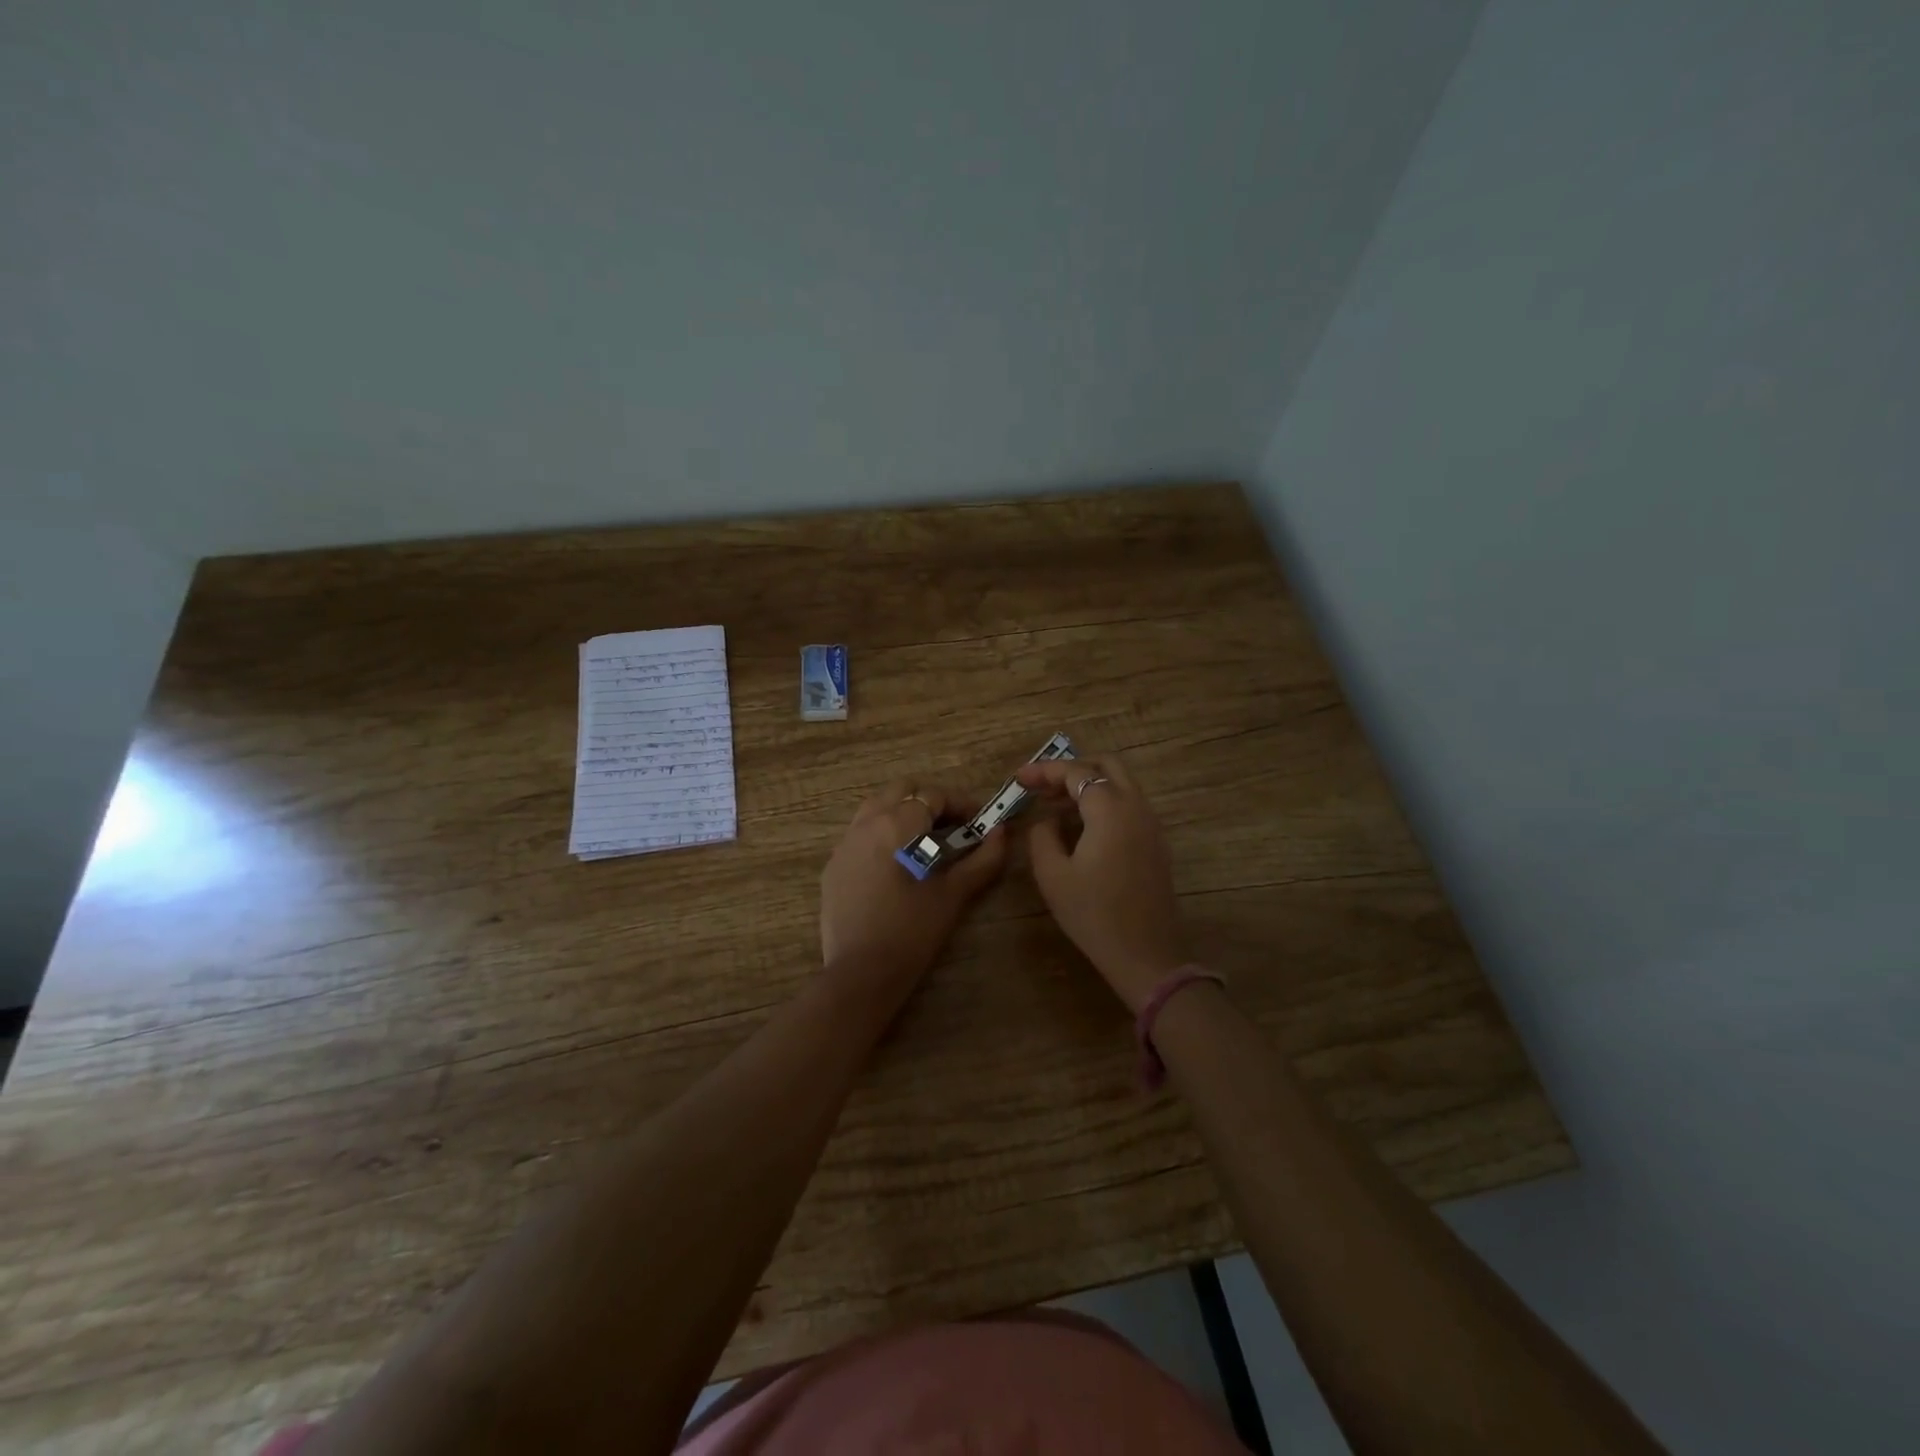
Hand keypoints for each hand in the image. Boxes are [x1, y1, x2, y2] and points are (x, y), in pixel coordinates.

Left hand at [820, 778, 1008, 996]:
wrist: (860, 974)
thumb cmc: (912, 932)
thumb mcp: (953, 894)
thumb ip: (981, 860)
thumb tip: (1001, 834)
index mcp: (896, 824)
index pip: (933, 796)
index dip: (961, 804)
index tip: (979, 822)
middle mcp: (866, 823)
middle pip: (901, 790)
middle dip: (930, 801)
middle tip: (953, 827)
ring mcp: (844, 843)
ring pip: (877, 807)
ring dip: (904, 813)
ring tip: (926, 841)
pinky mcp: (834, 865)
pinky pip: (860, 833)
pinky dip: (883, 833)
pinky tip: (897, 864)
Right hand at [1017, 754, 1188, 1011]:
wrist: (1145, 954)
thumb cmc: (1093, 914)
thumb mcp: (1053, 875)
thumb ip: (1042, 836)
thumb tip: (1046, 821)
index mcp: (1110, 809)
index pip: (1076, 772)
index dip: (1044, 771)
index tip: (1018, 779)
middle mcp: (1136, 807)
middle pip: (1106, 766)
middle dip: (1071, 769)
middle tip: (1042, 787)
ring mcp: (1151, 824)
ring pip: (1120, 785)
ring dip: (1089, 785)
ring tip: (1055, 804)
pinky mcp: (1156, 843)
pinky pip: (1129, 805)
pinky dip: (1104, 802)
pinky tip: (1081, 826)